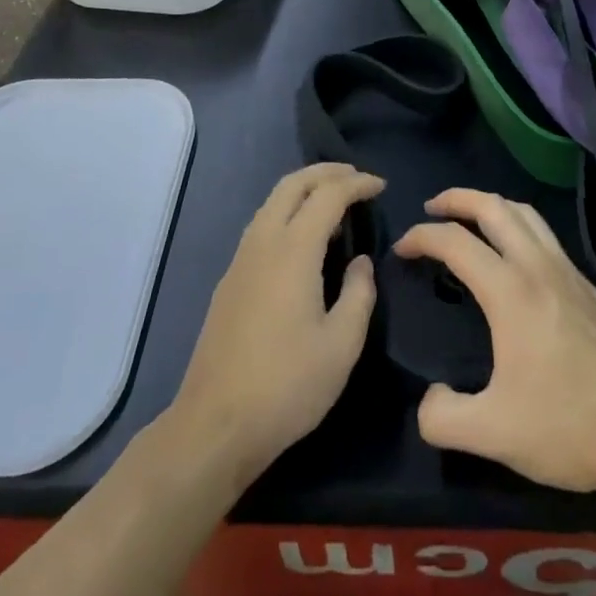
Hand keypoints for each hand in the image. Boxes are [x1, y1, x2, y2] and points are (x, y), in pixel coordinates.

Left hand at [168, 163, 383, 484]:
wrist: (215, 423)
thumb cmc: (287, 385)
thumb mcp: (341, 346)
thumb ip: (359, 294)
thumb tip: (360, 261)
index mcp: (293, 249)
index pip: (328, 195)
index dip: (357, 184)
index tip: (381, 186)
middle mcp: (264, 240)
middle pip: (293, 183)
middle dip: (326, 172)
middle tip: (356, 177)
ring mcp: (241, 257)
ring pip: (273, 200)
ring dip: (304, 187)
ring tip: (333, 198)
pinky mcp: (230, 278)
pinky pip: (263, 222)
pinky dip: (287, 209)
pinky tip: (302, 234)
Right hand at [393, 188, 595, 497]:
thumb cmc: (567, 427)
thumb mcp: (493, 434)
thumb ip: (444, 417)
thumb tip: (428, 401)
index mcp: (510, 290)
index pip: (455, 241)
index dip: (421, 237)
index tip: (401, 249)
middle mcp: (538, 267)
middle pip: (493, 206)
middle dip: (457, 198)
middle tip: (431, 208)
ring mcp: (568, 273)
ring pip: (525, 213)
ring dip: (491, 204)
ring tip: (470, 218)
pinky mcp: (588, 288)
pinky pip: (546, 234)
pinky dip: (519, 225)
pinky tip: (516, 254)